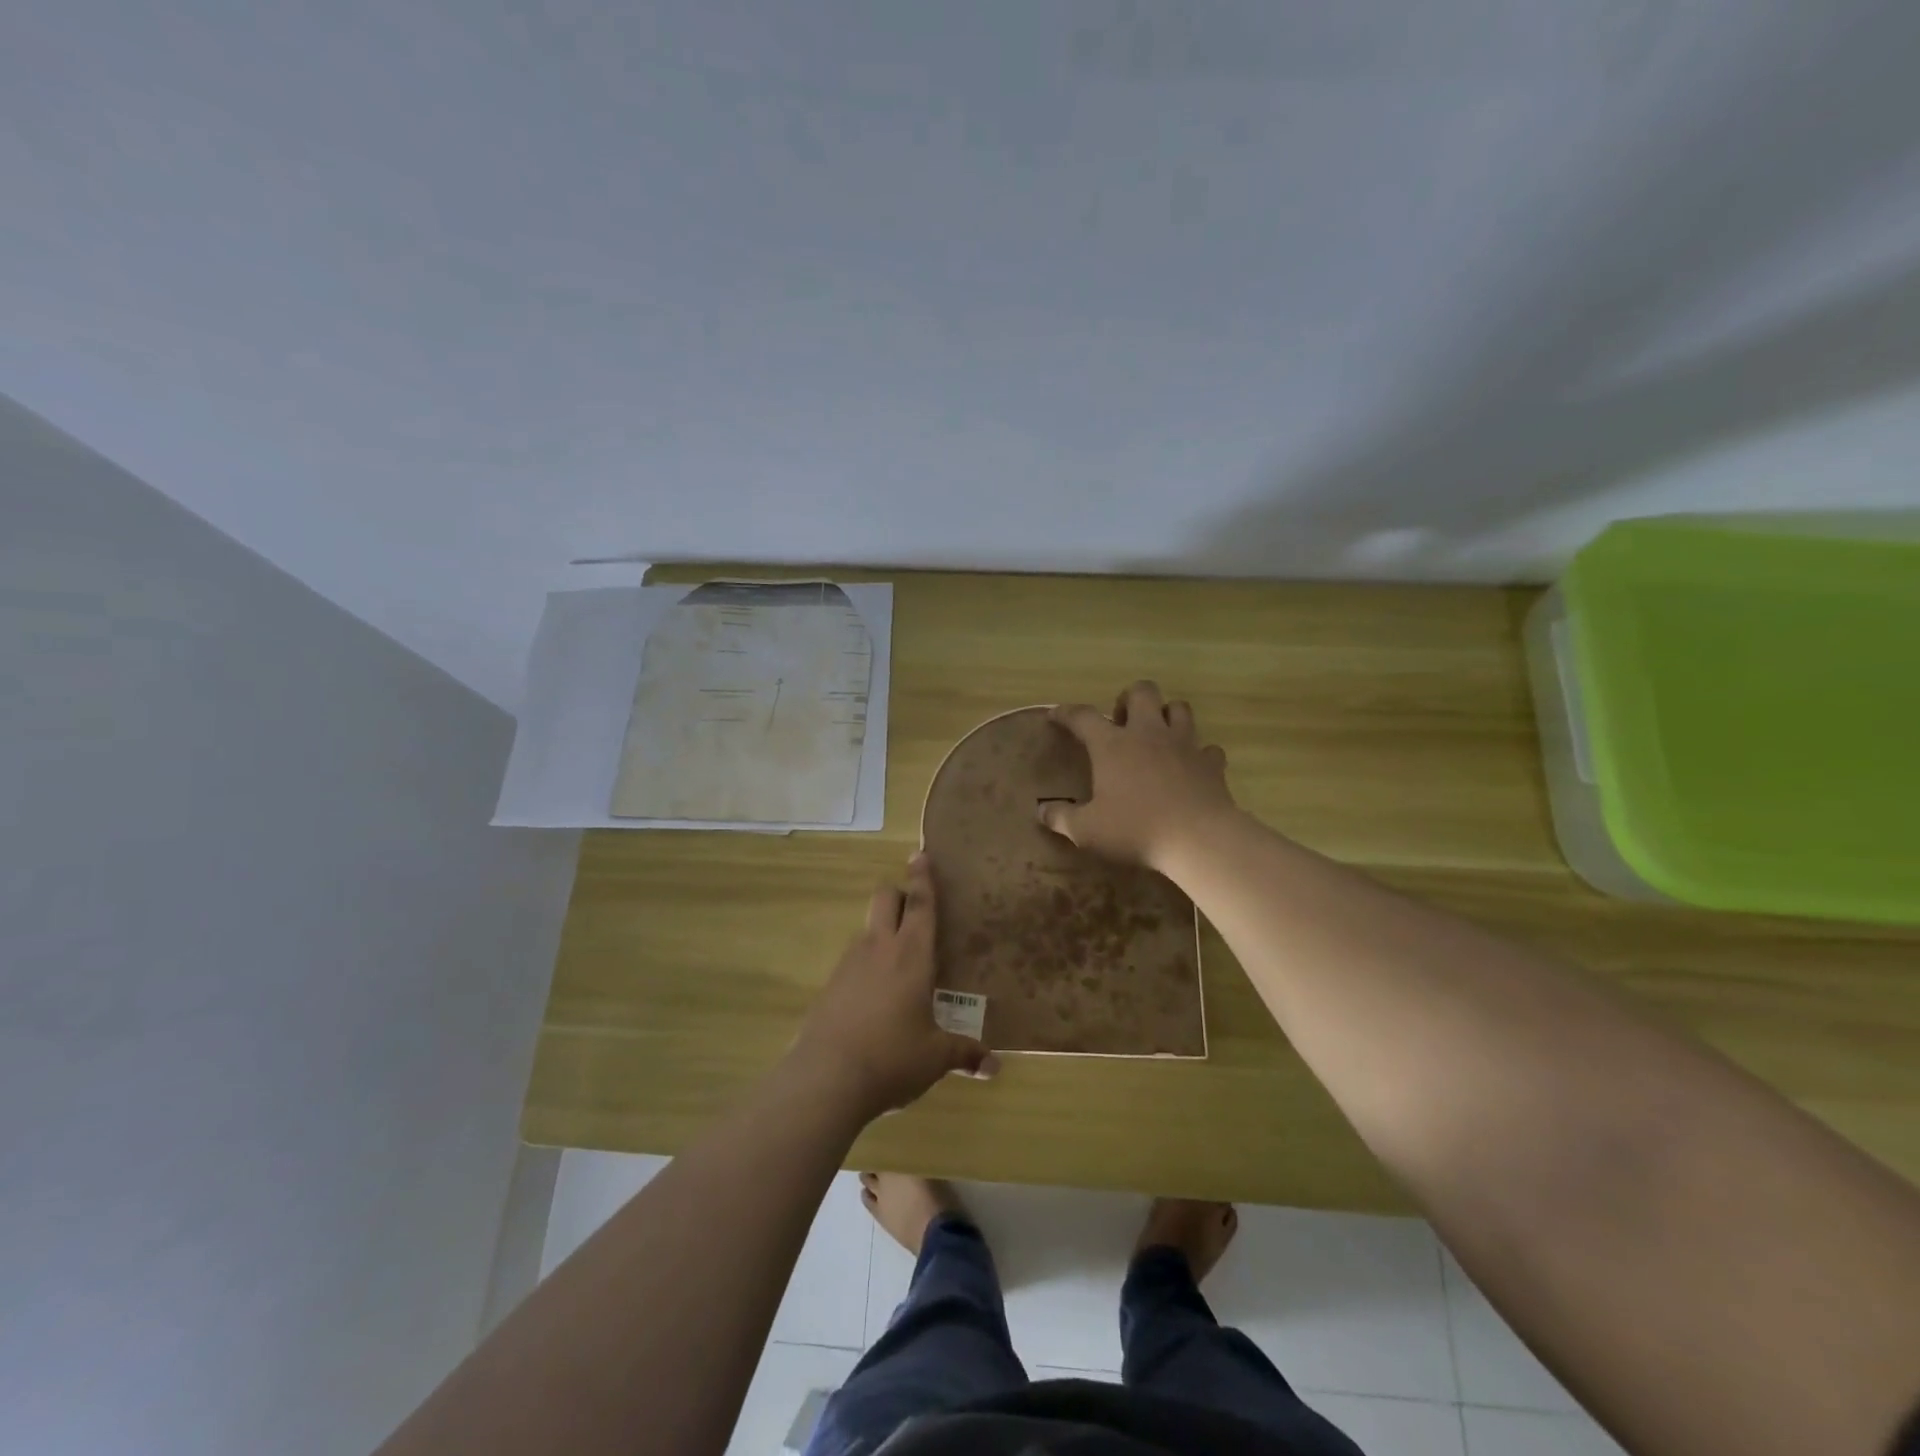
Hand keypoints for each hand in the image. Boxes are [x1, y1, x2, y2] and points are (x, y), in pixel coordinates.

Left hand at [789, 854, 997, 1121]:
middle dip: (898, 893)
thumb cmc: (893, 1057)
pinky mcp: (830, 985)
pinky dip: (866, 963)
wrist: (827, 1078)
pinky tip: (875, 995)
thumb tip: (995, 1067)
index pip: (920, 904)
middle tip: (914, 908)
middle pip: (884, 898)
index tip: (920, 853)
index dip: (923, 877)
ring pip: (867, 927)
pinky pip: (853, 959)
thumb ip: (965, 1054)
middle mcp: (879, 948)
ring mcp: (849, 963)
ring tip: (900, 960)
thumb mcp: (935, 1058)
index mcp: (912, 954)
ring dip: (882, 930)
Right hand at [1038, 680, 1237, 872]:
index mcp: (1112, 745)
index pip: (1083, 716)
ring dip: (1166, 715)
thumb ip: (1061, 818)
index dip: (1066, 713)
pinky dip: (1198, 753)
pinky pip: (1207, 748)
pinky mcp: (1211, 763)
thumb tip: (1041, 811)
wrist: (1198, 839)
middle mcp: (1148, 734)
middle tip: (1121, 723)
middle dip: (1129, 699)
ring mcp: (1184, 745)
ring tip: (1157, 735)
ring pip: (1179, 708)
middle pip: (1142, 692)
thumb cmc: (1135, 829)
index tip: (1055, 716)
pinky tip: (1190, 767)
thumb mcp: (1086, 830)